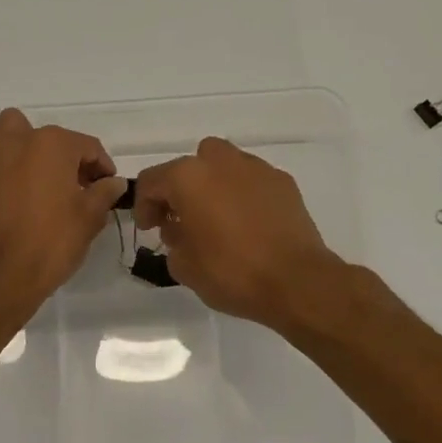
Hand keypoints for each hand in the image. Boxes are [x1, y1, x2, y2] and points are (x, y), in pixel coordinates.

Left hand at [0, 109, 126, 323]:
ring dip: (26, 148)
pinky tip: (13, 192)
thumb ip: (104, 193)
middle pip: (49, 138)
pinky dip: (2, 164)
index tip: (107, 187)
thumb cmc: (50, 243)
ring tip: (38, 181)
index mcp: (52, 144)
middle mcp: (17, 138)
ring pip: (10, 135)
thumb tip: (113, 183)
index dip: (102, 167)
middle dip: (64, 156)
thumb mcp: (89, 218)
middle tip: (75, 186)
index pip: (87, 146)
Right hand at [132, 138, 348, 330]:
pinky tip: (249, 224)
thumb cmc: (232, 272)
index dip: (145, 206)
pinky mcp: (283, 182)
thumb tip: (180, 228)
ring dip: (214, 187)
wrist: (296, 280)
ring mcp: (256, 168)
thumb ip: (172, 240)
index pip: (152, 181)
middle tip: (183, 219)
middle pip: (191, 165)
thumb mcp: (184, 266)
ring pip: (224, 166)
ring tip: (218, 219)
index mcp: (189, 177)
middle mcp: (221, 162)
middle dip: (182, 188)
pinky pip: (252, 180)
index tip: (150, 229)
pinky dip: (244, 194)